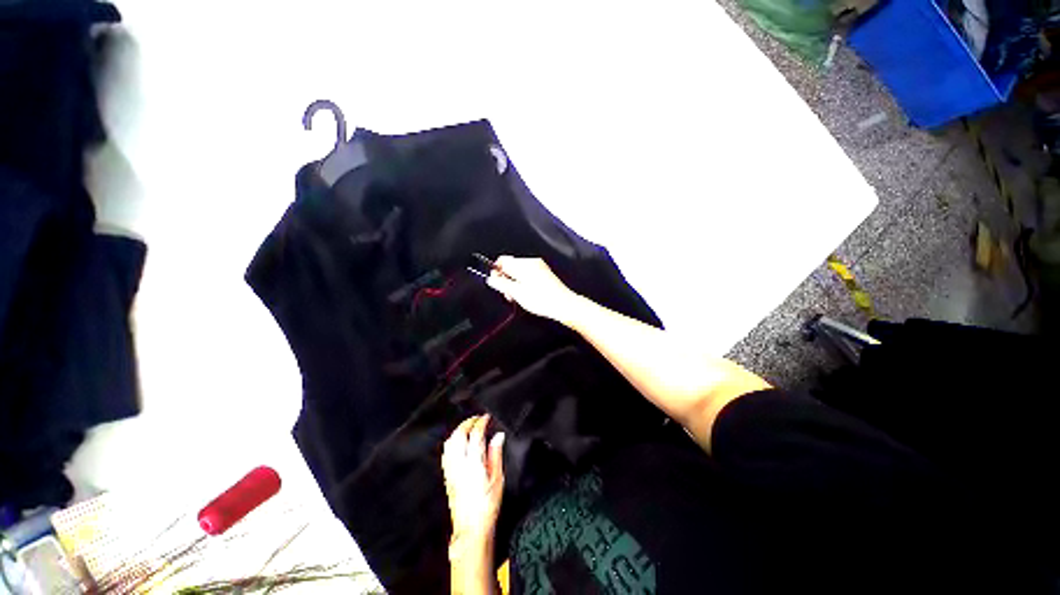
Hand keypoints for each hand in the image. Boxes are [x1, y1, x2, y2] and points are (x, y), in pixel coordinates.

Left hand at [442, 415, 505, 549]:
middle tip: (477, 418)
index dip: (481, 422)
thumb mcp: (498, 479)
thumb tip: (498, 436)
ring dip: (459, 430)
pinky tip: (458, 442)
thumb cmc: (488, 505)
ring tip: (468, 427)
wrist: (470, 528)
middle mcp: (460, 464)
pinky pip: (446, 452)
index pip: (475, 435)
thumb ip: (495, 454)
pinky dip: (452, 441)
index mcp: (475, 463)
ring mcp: (451, 470)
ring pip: (450, 442)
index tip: (486, 417)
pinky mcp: (447, 476)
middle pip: (459, 435)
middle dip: (468, 422)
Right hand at [486, 257, 580, 323]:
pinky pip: (528, 275)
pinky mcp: (544, 274)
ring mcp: (539, 267)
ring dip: (514, 283)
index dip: (496, 271)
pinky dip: (523, 283)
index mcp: (523, 264)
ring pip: (519, 271)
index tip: (496, 284)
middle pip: (510, 266)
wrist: (563, 304)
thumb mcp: (516, 293)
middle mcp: (531, 262)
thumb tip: (491, 278)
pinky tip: (525, 294)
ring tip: (516, 297)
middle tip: (508, 294)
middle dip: (506, 279)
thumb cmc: (540, 299)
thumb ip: (501, 284)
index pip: (503, 260)